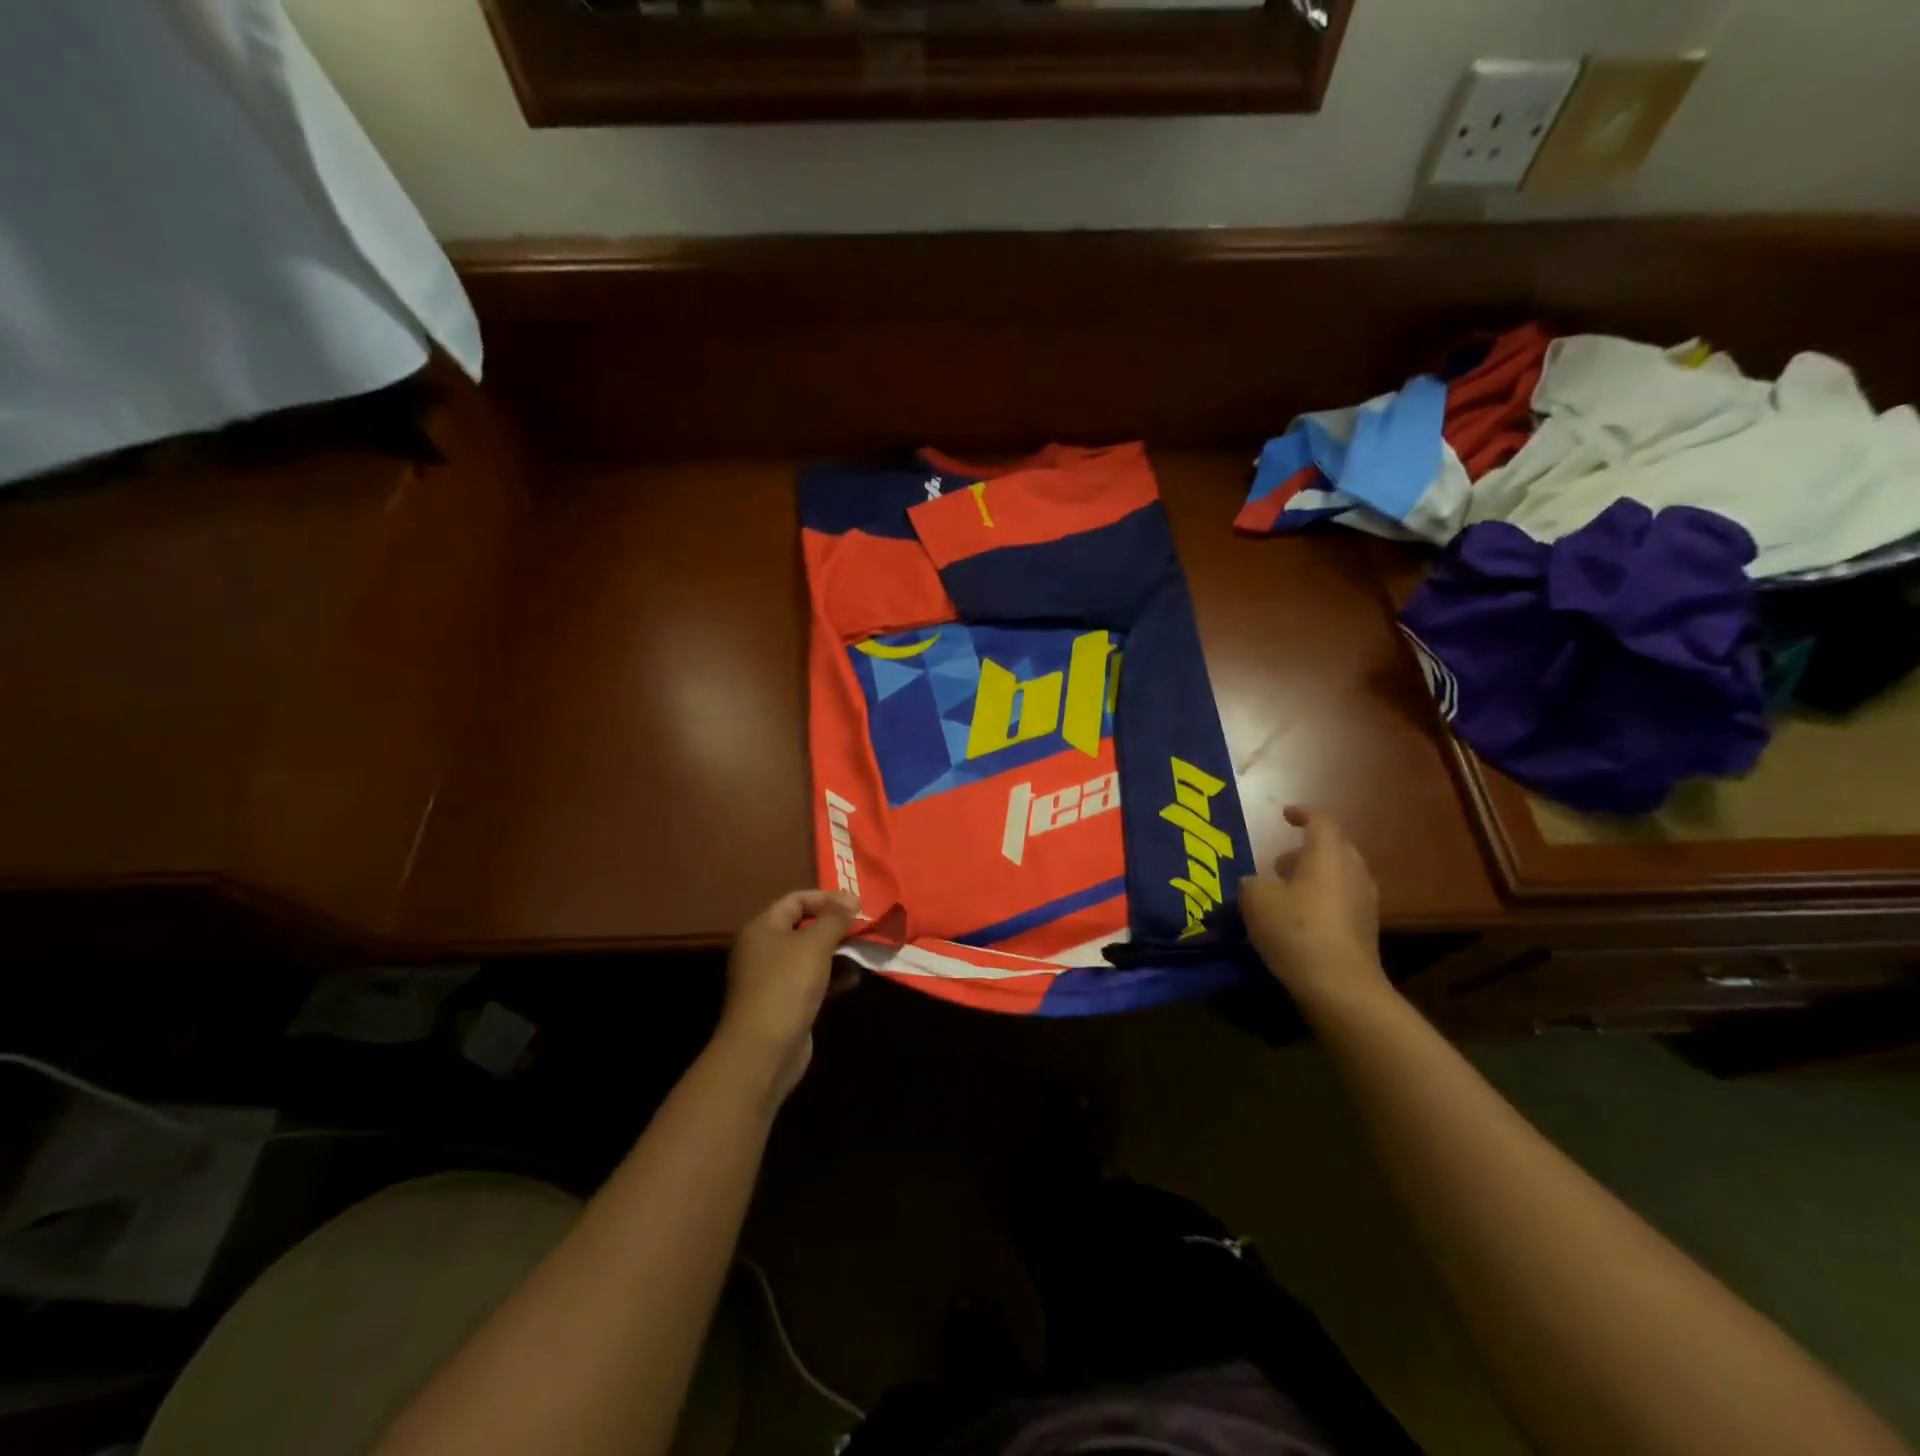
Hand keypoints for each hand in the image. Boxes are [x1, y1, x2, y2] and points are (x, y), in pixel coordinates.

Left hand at [719, 889, 857, 1101]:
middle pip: (803, 926)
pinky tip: (854, 979)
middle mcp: (764, 949)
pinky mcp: (785, 1003)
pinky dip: (832, 977)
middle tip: (864, 927)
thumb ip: (834, 918)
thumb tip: (850, 896)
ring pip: (810, 955)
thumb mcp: (815, 945)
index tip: (856, 904)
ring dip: (837, 952)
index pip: (795, 899)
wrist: (763, 1051)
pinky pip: (812, 980)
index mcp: (762, 928)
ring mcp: (773, 978)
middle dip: (835, 926)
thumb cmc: (786, 986)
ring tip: (864, 951)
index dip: (825, 898)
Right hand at [1240, 806, 1391, 1016]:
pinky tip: (1297, 918)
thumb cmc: (1296, 930)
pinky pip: (1341, 900)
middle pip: (1334, 848)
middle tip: (1279, 862)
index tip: (1284, 815)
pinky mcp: (1365, 929)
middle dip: (1306, 849)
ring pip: (1338, 875)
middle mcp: (1352, 871)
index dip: (1301, 813)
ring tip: (1284, 891)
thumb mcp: (1256, 900)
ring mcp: (1364, 901)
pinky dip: (1320, 899)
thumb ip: (1251, 883)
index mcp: (1327, 855)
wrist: (1340, 986)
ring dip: (1313, 876)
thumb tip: (1255, 883)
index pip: (1320, 821)